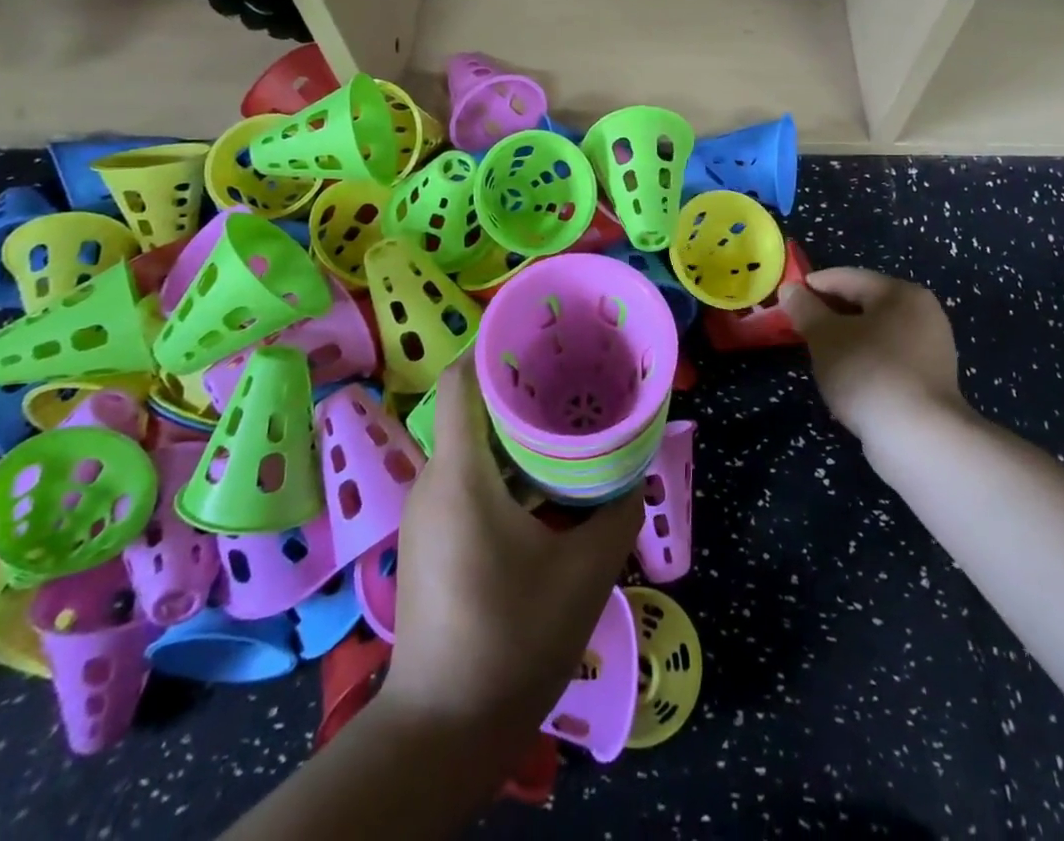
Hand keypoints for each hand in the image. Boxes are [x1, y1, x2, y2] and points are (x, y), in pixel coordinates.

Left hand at [382, 355, 641, 749]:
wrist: (444, 731)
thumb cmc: (514, 640)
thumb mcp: (585, 572)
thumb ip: (617, 510)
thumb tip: (636, 468)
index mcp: (461, 475)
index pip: (462, 380)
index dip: (494, 345)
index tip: (539, 332)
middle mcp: (434, 481)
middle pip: (469, 407)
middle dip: (516, 383)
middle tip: (569, 372)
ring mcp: (427, 511)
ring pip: (469, 443)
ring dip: (511, 426)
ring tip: (563, 418)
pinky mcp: (429, 537)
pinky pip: (465, 475)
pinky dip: (501, 461)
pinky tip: (541, 478)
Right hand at [778, 268, 971, 442]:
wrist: (918, 438)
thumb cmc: (867, 372)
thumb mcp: (825, 336)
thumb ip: (805, 308)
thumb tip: (790, 289)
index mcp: (901, 293)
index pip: (847, 277)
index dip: (813, 285)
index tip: (786, 298)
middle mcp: (923, 313)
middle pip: (864, 303)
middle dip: (829, 314)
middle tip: (799, 327)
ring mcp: (932, 348)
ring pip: (876, 333)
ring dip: (846, 339)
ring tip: (818, 354)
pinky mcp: (931, 380)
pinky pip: (888, 358)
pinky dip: (864, 361)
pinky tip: (846, 378)